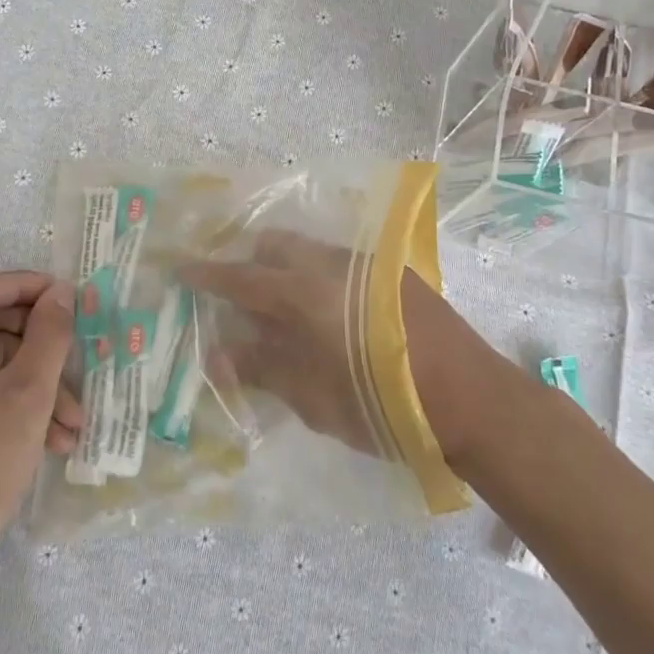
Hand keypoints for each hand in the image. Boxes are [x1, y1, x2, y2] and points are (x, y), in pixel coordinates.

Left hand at [0, 272, 78, 588]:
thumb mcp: (27, 397)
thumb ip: (50, 335)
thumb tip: (62, 293)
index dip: (28, 287)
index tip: (68, 296)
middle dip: (36, 351)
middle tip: (76, 361)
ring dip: (29, 385)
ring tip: (72, 421)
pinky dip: (5, 403)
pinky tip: (49, 435)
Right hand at [180, 232, 488, 466]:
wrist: (472, 397)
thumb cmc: (384, 407)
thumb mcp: (314, 398)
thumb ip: (262, 368)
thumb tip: (219, 352)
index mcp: (307, 292)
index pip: (242, 277)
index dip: (207, 273)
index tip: (181, 268)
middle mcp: (334, 264)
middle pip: (276, 246)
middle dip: (250, 262)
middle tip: (236, 297)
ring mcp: (368, 264)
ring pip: (310, 252)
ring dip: (286, 270)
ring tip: (281, 311)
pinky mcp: (394, 274)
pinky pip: (339, 263)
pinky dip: (317, 278)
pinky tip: (326, 316)